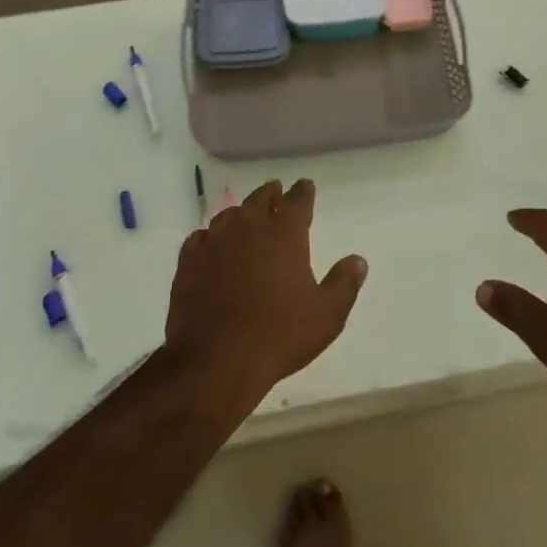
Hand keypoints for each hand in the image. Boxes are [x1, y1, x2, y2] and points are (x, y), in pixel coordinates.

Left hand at [164, 179, 366, 405]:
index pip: (298, 200)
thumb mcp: (326, 315)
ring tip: (245, 218)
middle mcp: (249, 225)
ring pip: (230, 215)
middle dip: (271, 194)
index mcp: (285, 232)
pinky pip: (201, 237)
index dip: (303, 191)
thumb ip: (344, 283)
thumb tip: (357, 260)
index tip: (305, 186)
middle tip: (276, 192)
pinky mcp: (189, 260)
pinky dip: (210, 238)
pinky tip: (211, 246)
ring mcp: (215, 240)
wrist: (216, 360)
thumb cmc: (279, 335)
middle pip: (261, 198)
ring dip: (241, 213)